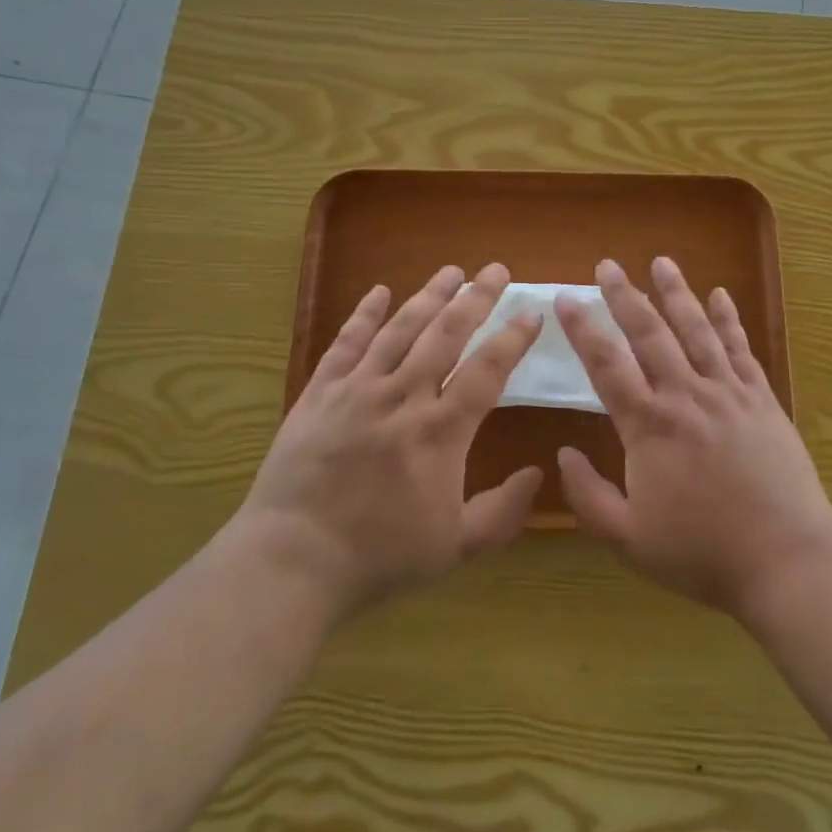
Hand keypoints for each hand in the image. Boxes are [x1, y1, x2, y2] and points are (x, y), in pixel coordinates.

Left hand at [242, 264, 543, 618]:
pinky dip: (364, 314)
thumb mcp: (455, 547)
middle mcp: (403, 396)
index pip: (487, 370)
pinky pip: (346, 343)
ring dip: (429, 296)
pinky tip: (379, 291)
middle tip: (497, 269)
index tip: (532, 311)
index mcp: (440, 431)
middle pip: (447, 334)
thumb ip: (503, 511)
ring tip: (452, 270)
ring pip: (401, 329)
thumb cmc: (379, 555)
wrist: (292, 561)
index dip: (513, 338)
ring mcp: (358, 389)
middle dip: (476, 298)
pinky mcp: (321, 392)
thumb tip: (538, 472)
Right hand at [554, 257, 831, 617]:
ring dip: (677, 293)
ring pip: (697, 330)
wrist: (786, 559)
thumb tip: (563, 454)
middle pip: (649, 334)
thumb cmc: (702, 553)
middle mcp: (685, 395)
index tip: (565, 299)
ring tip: (661, 262)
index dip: (582, 329)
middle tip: (607, 265)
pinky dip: (729, 319)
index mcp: (649, 426)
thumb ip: (588, 496)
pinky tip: (720, 295)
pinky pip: (740, 348)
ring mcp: (727, 392)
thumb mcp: (629, 539)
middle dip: (625, 296)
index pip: (606, 365)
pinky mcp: (761, 399)